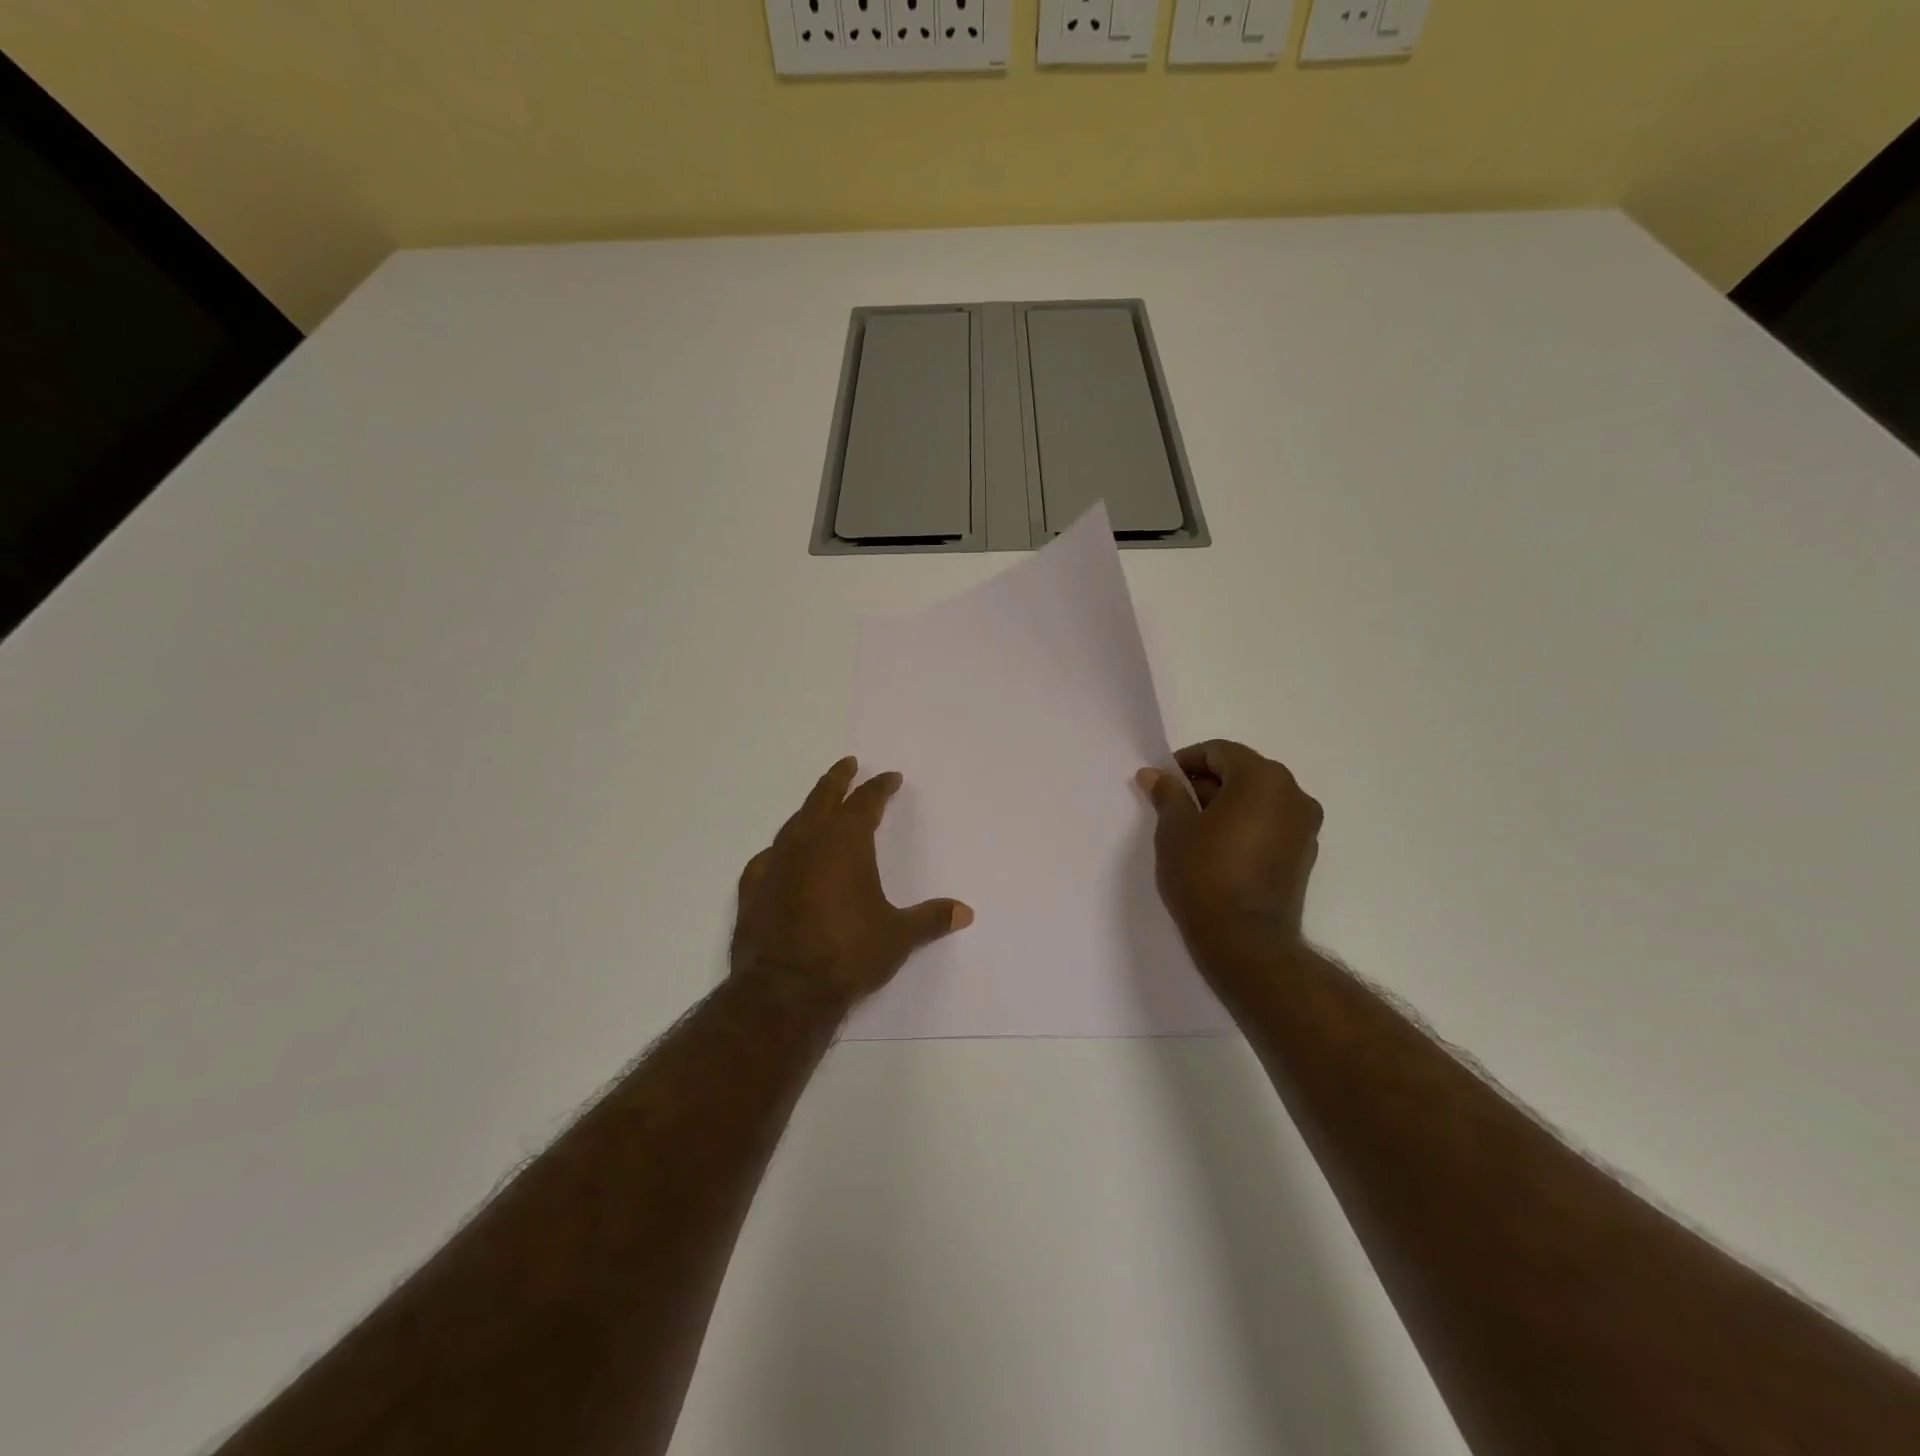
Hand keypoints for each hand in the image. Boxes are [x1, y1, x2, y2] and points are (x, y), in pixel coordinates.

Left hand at [732, 757, 972, 1008]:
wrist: (784, 991)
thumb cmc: (848, 954)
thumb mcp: (898, 937)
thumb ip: (931, 919)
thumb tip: (966, 912)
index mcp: (846, 843)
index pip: (866, 802)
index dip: (880, 787)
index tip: (891, 778)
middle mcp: (808, 842)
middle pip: (823, 797)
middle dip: (838, 778)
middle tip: (848, 764)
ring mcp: (776, 863)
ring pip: (794, 822)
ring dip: (810, 810)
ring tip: (819, 807)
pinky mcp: (752, 888)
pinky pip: (768, 857)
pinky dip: (780, 850)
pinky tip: (781, 856)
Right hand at [1137, 741, 1323, 951]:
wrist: (1244, 940)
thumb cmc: (1203, 874)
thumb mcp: (1174, 829)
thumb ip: (1167, 794)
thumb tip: (1154, 774)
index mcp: (1262, 778)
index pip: (1220, 752)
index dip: (1187, 762)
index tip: (1164, 783)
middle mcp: (1293, 794)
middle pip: (1244, 772)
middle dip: (1208, 783)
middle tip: (1176, 806)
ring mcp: (1305, 826)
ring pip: (1260, 798)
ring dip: (1228, 804)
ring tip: (1196, 829)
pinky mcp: (1305, 854)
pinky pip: (1272, 823)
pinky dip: (1247, 824)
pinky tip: (1221, 848)